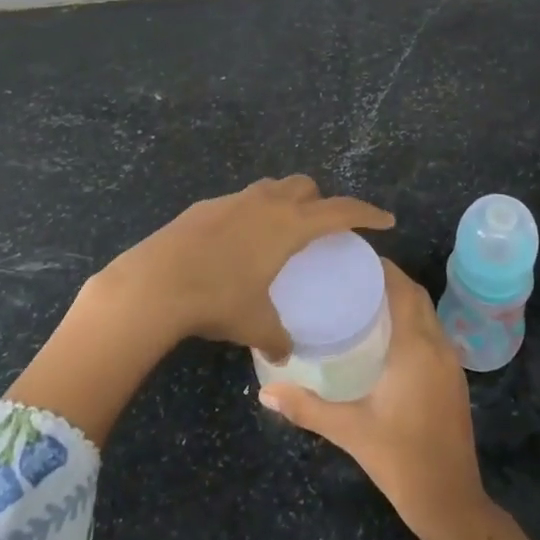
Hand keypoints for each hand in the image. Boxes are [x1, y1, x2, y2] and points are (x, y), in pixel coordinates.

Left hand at [10, 177, 391, 446]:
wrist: (153, 283)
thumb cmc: (216, 299)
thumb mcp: (254, 323)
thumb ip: (277, 336)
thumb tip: (284, 353)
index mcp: (289, 225)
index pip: (340, 211)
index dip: (366, 213)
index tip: (385, 220)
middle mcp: (265, 203)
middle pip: (305, 186)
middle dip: (320, 201)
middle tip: (322, 230)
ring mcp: (232, 200)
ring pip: (270, 189)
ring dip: (285, 202)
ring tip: (281, 235)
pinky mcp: (204, 207)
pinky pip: (240, 202)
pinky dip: (251, 215)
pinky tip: (238, 245)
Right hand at [261, 259, 539, 539]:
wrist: (451, 501)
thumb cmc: (400, 460)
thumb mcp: (349, 431)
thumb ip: (306, 407)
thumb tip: (264, 393)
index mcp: (415, 348)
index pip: (402, 289)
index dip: (382, 267)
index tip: (352, 255)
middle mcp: (437, 346)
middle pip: (416, 296)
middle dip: (389, 278)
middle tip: (351, 274)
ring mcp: (450, 363)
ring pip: (427, 314)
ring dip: (403, 299)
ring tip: (364, 297)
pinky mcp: (453, 379)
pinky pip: (432, 333)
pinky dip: (412, 320)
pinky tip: (386, 335)